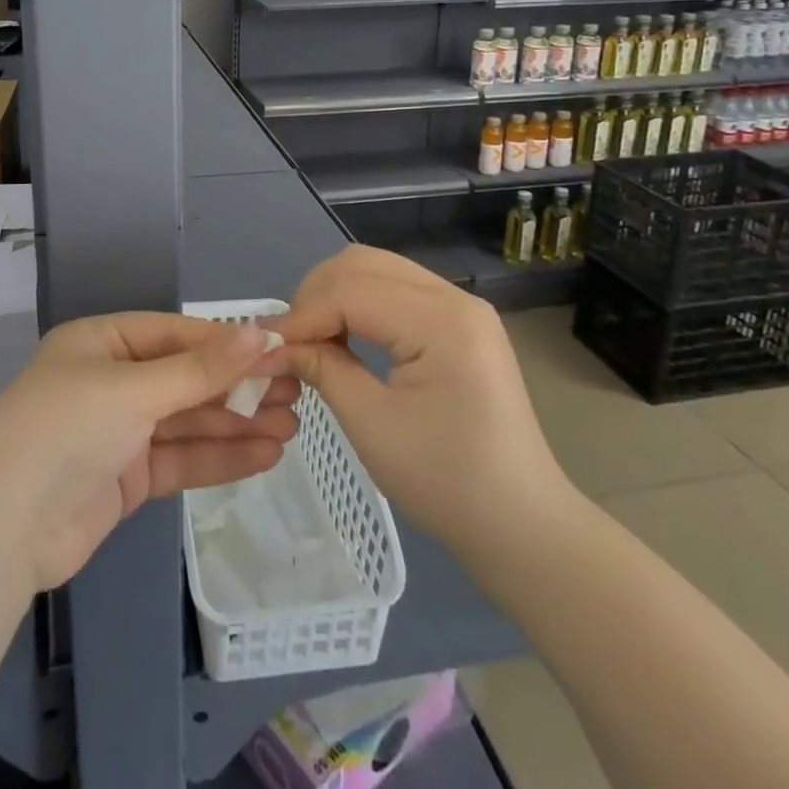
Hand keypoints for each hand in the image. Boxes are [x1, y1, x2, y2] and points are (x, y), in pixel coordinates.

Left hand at [0, 314, 298, 592]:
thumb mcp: (135, 390)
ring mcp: (118, 432)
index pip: (175, 333)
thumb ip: (201, 368)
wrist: (3, 530)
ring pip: (188, 421)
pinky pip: (180, 459)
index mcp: (101, 343)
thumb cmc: (67, 429)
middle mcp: (110, 381)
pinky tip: (264, 454)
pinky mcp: (126, 478)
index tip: (278, 348)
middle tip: (296, 389)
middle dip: (238, 386)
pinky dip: (219, 457)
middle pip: (185, 378)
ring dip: (237, 423)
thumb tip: (261, 332)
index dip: (226, 342)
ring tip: (292, 424)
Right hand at [260, 245, 577, 569]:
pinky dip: (360, 303)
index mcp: (441, 321)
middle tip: (289, 341)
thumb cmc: (447, 482)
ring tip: (312, 338)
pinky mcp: (459, 321)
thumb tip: (273, 346)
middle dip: (315, 295)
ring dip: (335, 295)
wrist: (522, 524)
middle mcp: (454, 297)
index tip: (266, 347)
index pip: (351, 291)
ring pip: (376, 269)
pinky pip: (395, 289)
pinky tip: (345, 336)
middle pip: (362, 264)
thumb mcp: (371, 425)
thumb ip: (321, 369)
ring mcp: (461, 306)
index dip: (302, 315)